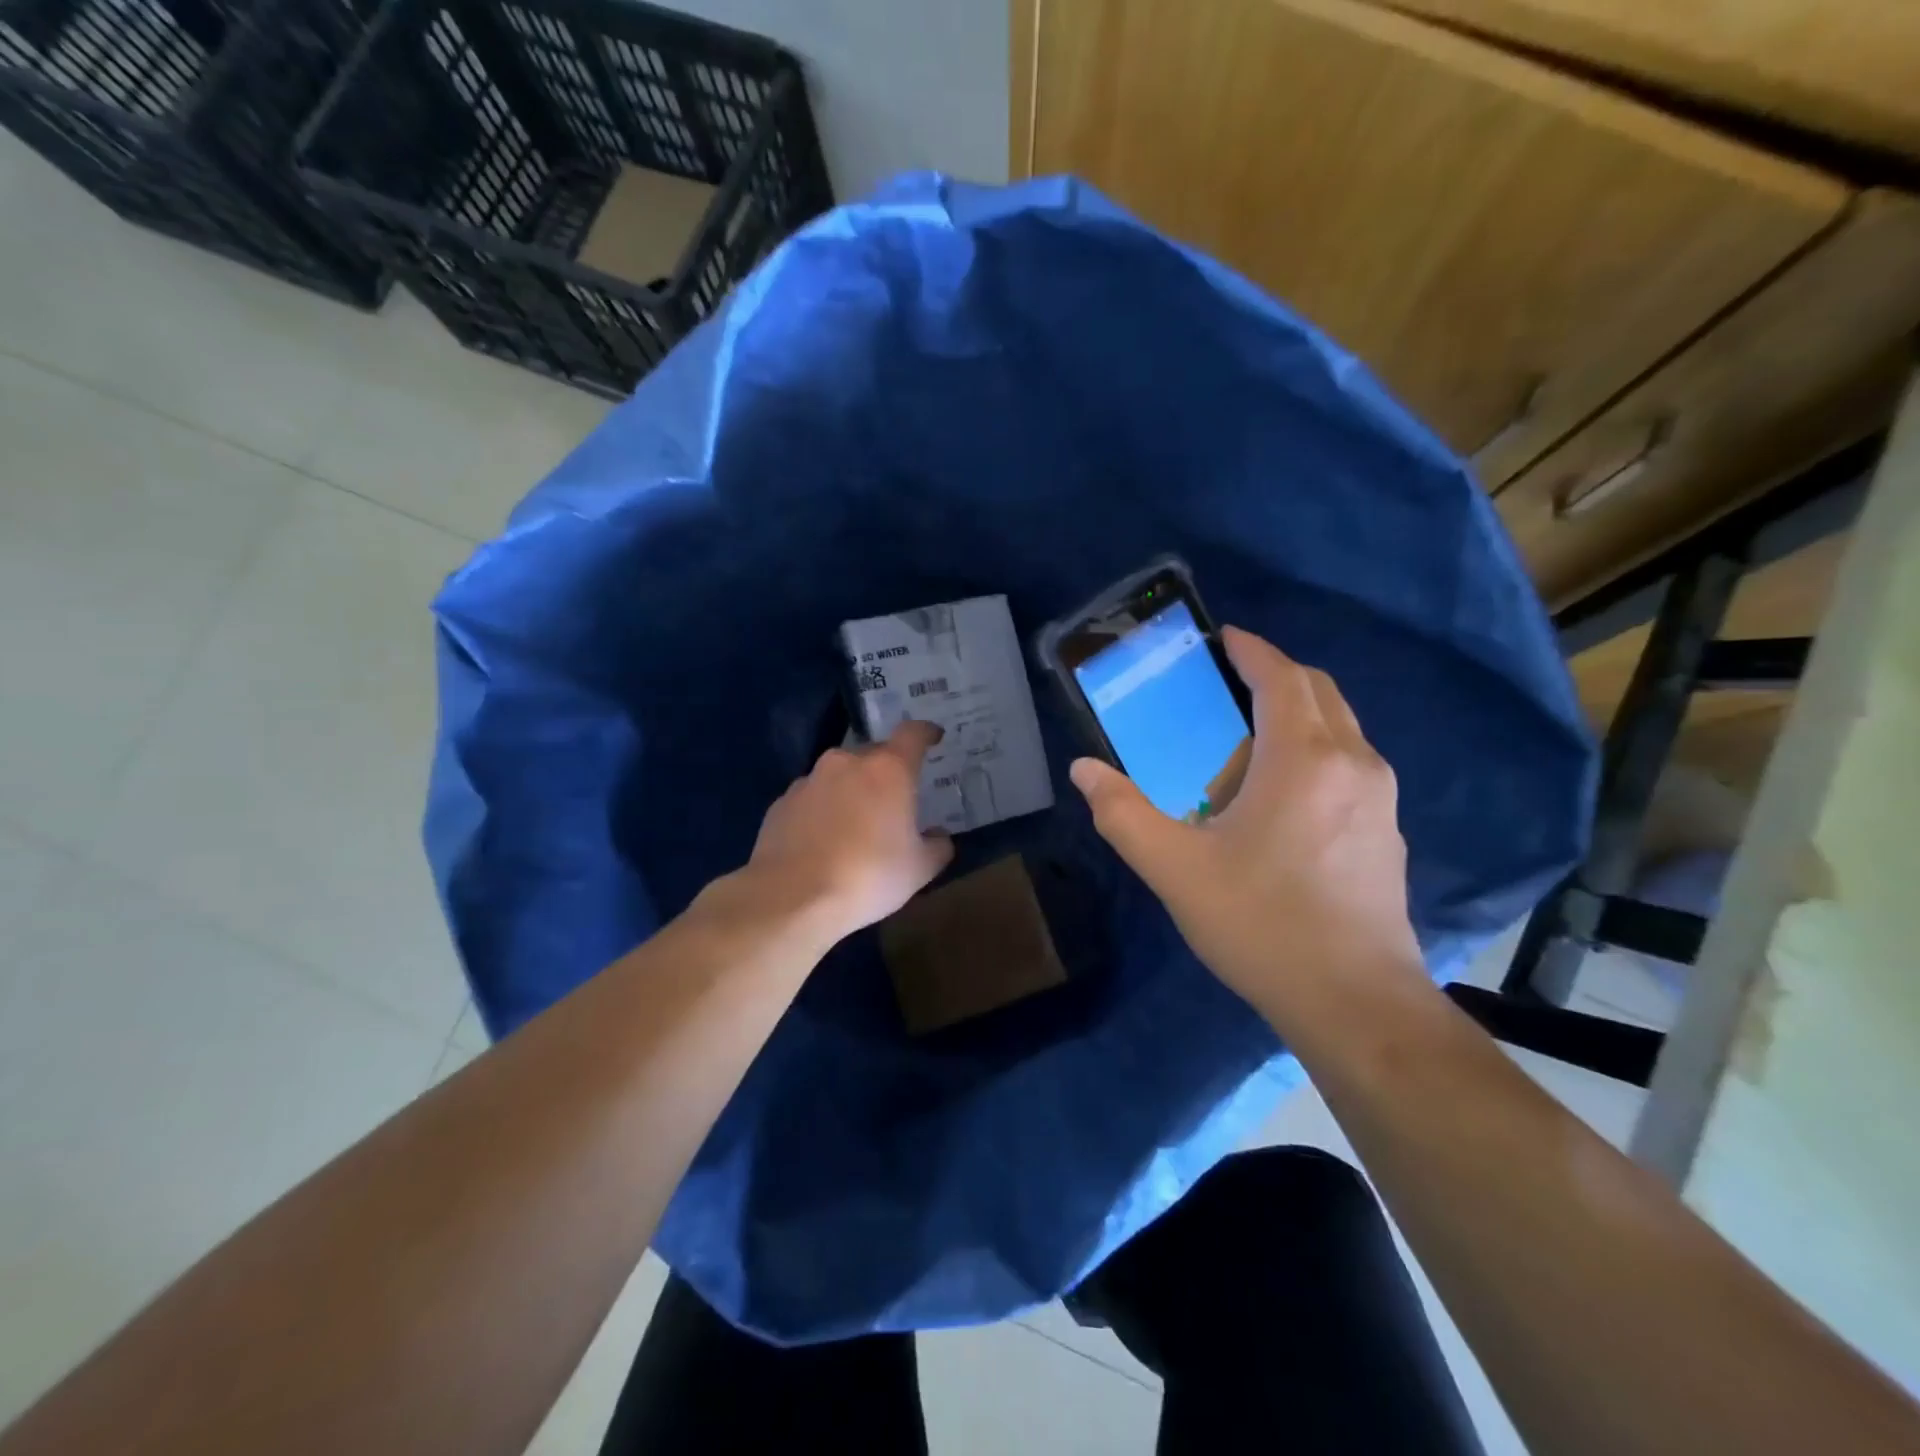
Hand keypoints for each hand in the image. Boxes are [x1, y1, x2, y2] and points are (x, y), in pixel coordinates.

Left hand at [742, 719, 955, 943]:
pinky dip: (822, 811)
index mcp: (888, 770)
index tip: (933, 738)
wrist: (792, 898)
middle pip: (874, 755)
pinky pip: (812, 798)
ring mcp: (808, 780)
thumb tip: (939, 837)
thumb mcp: (919, 869)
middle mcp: (846, 763)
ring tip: (855, 826)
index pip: (913, 734)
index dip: (926, 733)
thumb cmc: (868, 877)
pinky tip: (823, 842)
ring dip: (851, 791)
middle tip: (894, 801)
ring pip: (839, 776)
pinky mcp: (781, 803)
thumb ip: (937, 846)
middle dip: (886, 772)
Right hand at [1069, 627, 1421, 1023]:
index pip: (1281, 678)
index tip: (1223, 637)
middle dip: (1276, 673)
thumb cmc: (1261, 924)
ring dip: (1299, 712)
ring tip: (1249, 735)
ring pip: (1342, 727)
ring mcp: (1380, 798)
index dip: (1251, 650)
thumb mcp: (1174, 869)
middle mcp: (1353, 763)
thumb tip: (1082, 770)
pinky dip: (1317, 748)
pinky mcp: (1387, 832)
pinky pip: (1352, 763)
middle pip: (1319, 691)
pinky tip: (1282, 794)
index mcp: (1303, 759)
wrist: (1355, 1002)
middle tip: (1228, 681)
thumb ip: (1122, 813)